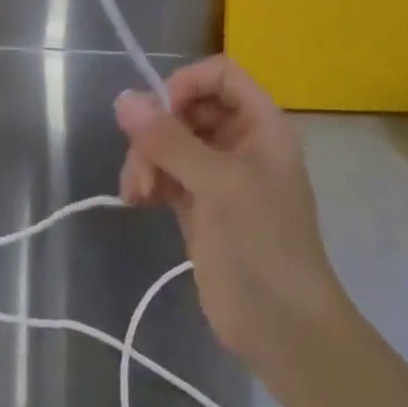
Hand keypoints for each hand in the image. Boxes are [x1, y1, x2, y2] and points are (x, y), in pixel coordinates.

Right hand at [115, 58, 350, 374]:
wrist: (284, 332)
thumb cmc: (261, 244)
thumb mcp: (217, 185)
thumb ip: (169, 140)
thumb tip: (123, 99)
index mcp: (260, 124)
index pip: (219, 75)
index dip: (186, 83)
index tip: (159, 112)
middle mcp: (240, 142)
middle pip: (188, 107)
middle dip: (158, 130)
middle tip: (140, 162)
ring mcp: (219, 175)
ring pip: (172, 141)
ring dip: (147, 158)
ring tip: (136, 192)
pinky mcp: (200, 206)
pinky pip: (167, 173)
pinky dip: (149, 180)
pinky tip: (136, 200)